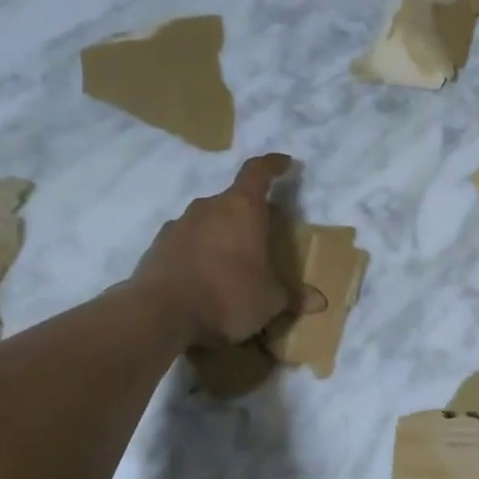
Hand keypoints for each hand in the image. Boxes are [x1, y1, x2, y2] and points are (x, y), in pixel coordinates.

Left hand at [135, 154, 310, 346]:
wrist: (159, 314)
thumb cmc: (227, 297)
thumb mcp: (269, 301)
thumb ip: (293, 297)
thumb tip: (321, 302)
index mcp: (242, 209)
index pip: (258, 172)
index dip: (273, 165)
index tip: (285, 163)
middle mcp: (209, 208)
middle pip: (234, 200)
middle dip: (250, 214)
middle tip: (264, 235)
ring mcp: (179, 225)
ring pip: (208, 221)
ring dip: (222, 235)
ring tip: (233, 262)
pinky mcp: (157, 247)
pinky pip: (187, 242)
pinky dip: (199, 253)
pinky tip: (204, 278)